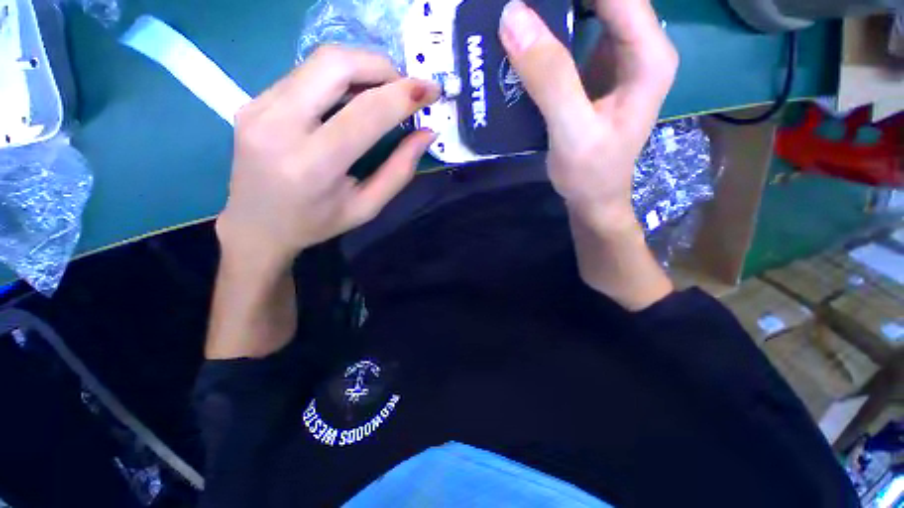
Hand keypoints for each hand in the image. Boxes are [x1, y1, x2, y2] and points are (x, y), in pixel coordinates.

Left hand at [216, 47, 439, 271]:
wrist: (257, 226)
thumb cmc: (317, 223)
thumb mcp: (367, 208)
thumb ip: (399, 171)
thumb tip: (426, 133)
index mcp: (313, 164)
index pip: (366, 112)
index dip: (404, 94)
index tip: (431, 89)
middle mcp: (279, 125)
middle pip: (336, 64)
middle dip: (381, 67)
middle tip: (404, 88)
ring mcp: (259, 107)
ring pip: (319, 61)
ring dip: (361, 68)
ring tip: (383, 92)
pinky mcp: (253, 100)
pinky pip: (305, 73)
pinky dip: (339, 77)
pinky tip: (351, 98)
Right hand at [499, 0, 677, 232]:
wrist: (593, 198)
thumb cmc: (590, 172)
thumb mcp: (572, 129)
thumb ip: (550, 77)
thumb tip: (513, 16)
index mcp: (648, 54)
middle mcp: (638, 47)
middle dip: (558, 0)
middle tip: (517, 6)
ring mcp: (616, 58)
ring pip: (587, 10)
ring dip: (552, 9)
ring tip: (517, 18)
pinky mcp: (594, 73)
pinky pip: (573, 35)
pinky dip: (549, 30)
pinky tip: (525, 39)